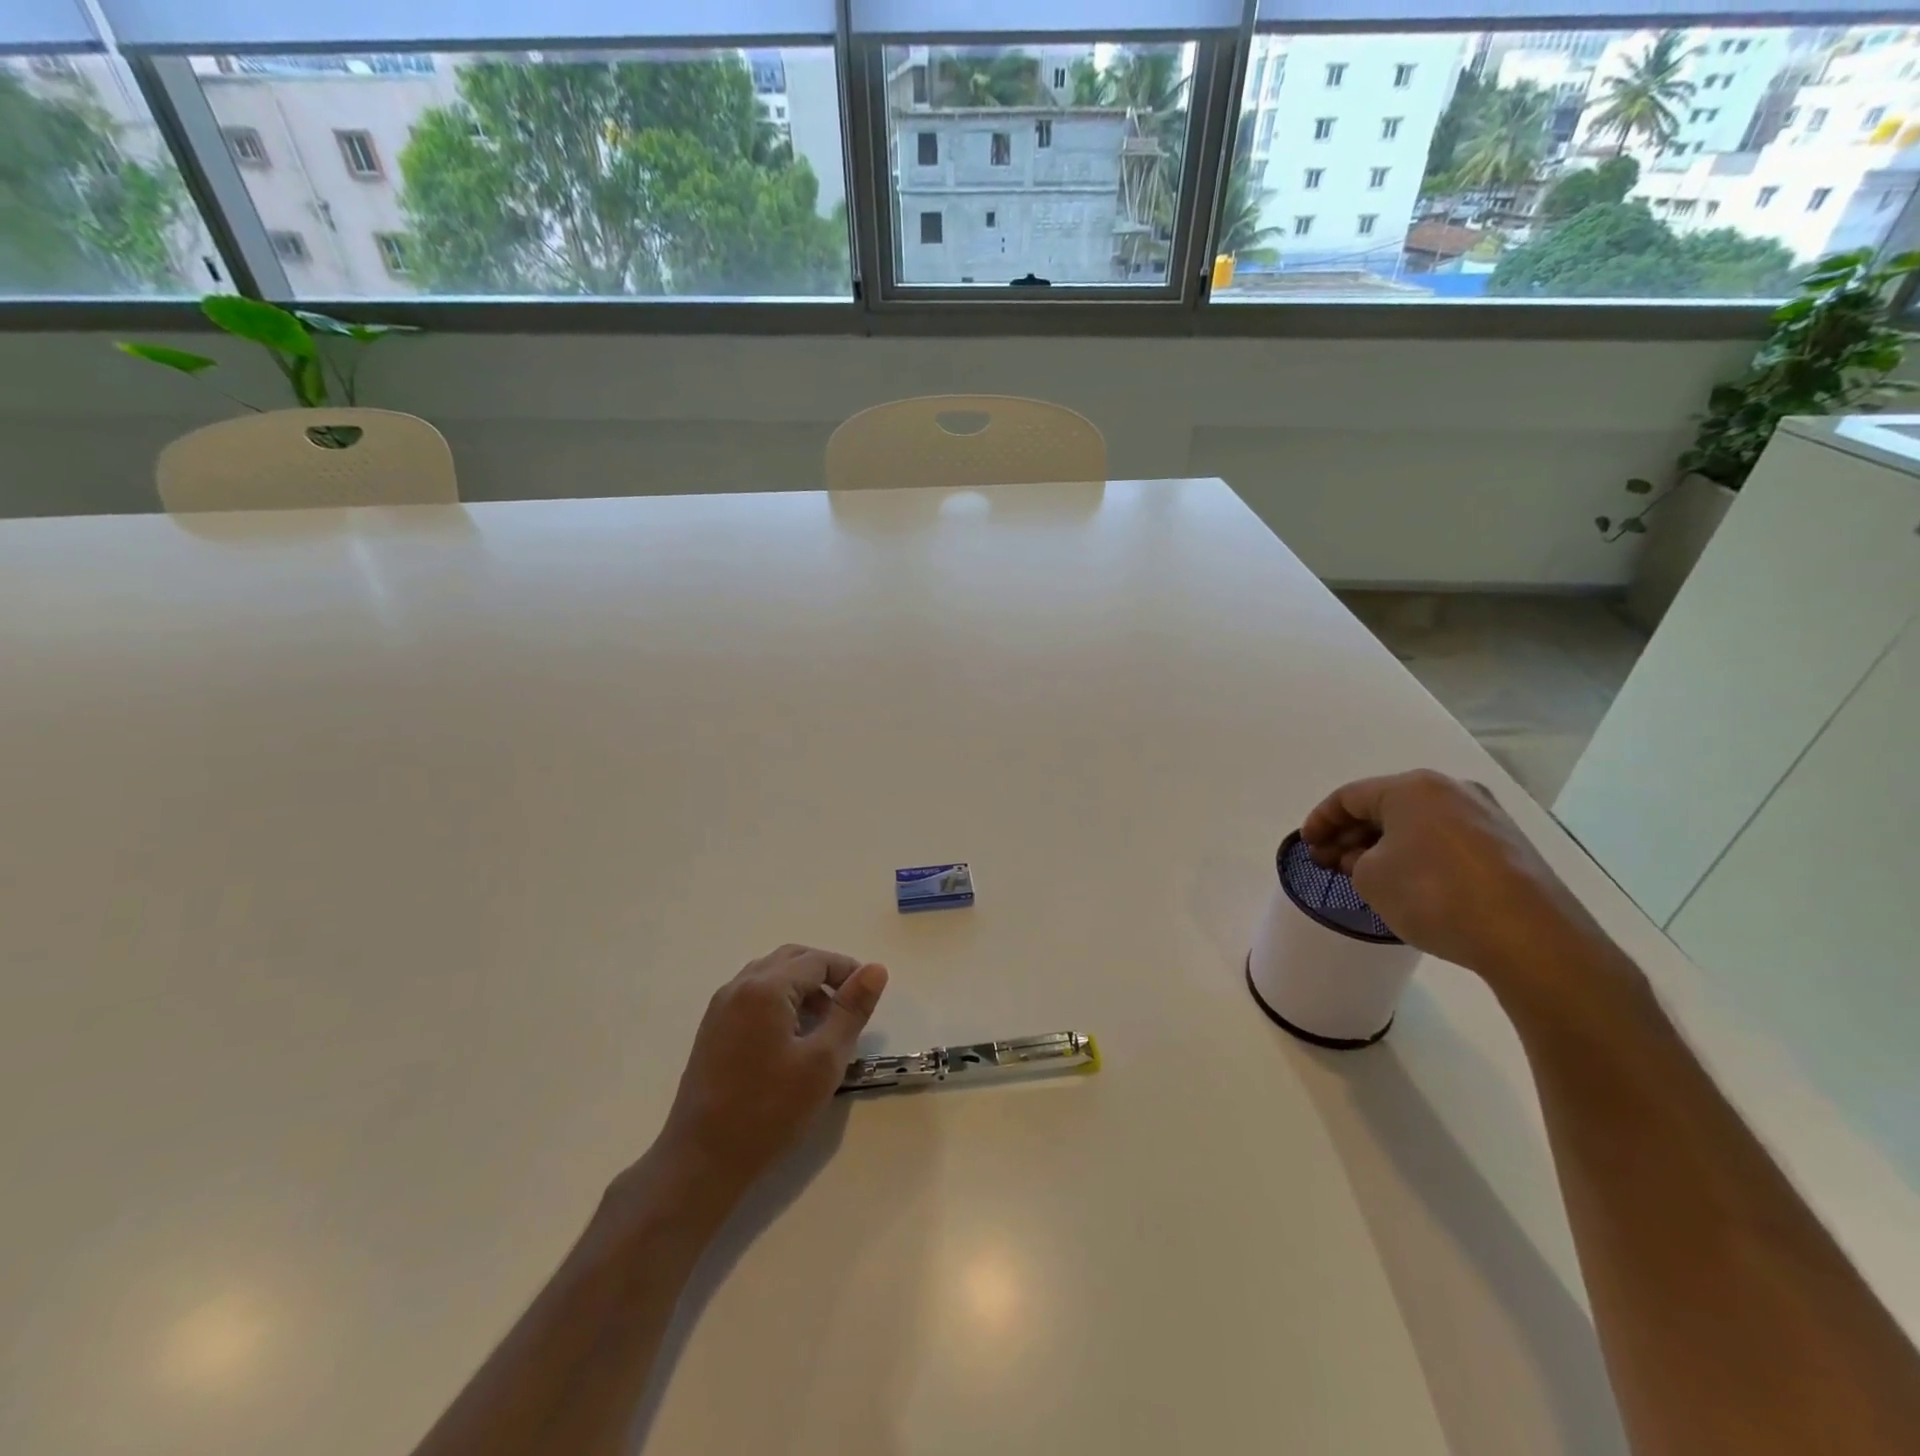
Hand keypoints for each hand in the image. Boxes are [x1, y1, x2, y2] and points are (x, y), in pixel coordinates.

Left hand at [654, 945, 888, 1205]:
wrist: (702, 1161)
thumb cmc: (769, 1111)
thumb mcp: (824, 1061)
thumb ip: (851, 1010)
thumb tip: (875, 969)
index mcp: (765, 988)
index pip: (816, 960)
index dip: (848, 970)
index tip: (869, 996)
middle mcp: (738, 986)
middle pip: (791, 959)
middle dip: (824, 974)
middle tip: (848, 1006)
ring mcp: (720, 1007)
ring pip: (770, 975)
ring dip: (801, 986)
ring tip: (824, 1023)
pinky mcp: (712, 1029)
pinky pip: (753, 995)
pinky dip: (780, 1000)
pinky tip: (792, 1038)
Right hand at [1301, 770, 1608, 1002]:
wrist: (1528, 936)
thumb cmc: (1433, 894)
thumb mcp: (1370, 878)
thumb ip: (1355, 861)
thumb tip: (1367, 857)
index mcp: (1411, 787)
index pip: (1349, 796)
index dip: (1320, 820)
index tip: (1306, 846)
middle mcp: (1451, 789)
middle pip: (1385, 806)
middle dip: (1352, 833)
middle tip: (1329, 862)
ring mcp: (1485, 815)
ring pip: (1417, 823)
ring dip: (1385, 844)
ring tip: (1365, 875)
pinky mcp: (1508, 845)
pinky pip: (1446, 840)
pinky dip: (1418, 853)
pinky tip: (1408, 881)